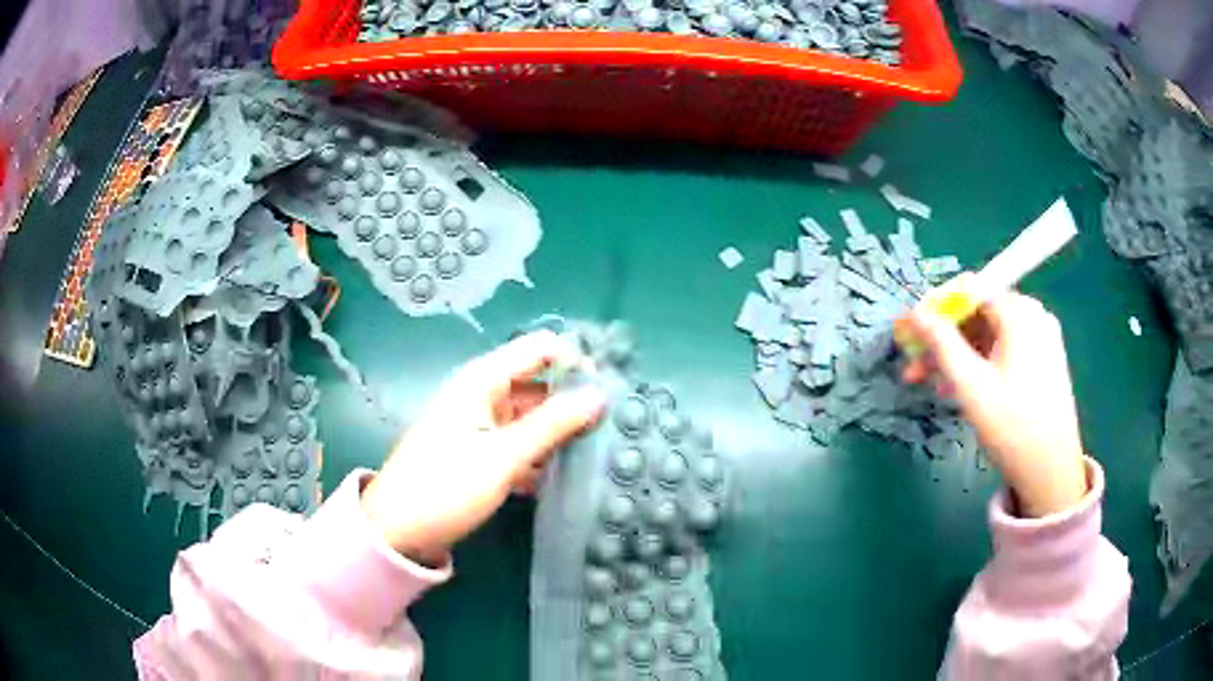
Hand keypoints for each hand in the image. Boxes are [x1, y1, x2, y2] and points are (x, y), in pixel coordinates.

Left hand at [361, 331, 607, 564]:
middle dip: (573, 399)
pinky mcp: (482, 455)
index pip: (539, 349)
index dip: (575, 360)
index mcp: (483, 381)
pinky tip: (568, 475)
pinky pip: (521, 445)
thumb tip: (600, 395)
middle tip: (614, 424)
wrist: (398, 532)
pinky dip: (542, 455)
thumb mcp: (503, 456)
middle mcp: (484, 396)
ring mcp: (482, 427)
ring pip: (532, 418)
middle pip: (538, 384)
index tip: (610, 388)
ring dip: (561, 431)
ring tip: (602, 449)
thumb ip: (553, 424)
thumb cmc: (446, 486)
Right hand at [896, 292, 1087, 517]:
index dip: (935, 309)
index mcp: (1020, 312)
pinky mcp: (1042, 361)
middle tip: (914, 365)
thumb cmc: (1012, 426)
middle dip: (943, 339)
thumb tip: (914, 312)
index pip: (969, 291)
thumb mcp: (971, 384)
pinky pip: (1003, 351)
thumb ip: (941, 343)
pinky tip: (959, 389)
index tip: (908, 332)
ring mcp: (1040, 339)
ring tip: (931, 384)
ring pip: (988, 336)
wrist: (1050, 473)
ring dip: (957, 356)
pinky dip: (979, 365)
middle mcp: (1033, 316)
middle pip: (978, 315)